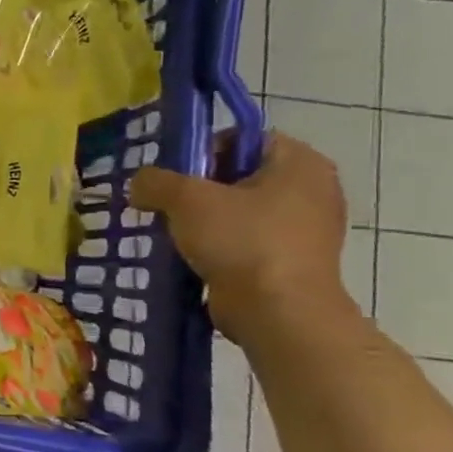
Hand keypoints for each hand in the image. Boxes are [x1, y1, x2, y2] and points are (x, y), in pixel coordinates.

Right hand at [128, 132, 352, 342]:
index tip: (175, 177)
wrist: (279, 312)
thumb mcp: (186, 199)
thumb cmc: (241, 241)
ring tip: (175, 233)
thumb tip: (140, 185)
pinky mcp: (293, 261)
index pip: (242, 138)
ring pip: (240, 211)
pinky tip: (194, 257)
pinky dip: (221, 246)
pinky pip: (247, 241)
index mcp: (300, 163)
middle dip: (199, 189)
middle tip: (168, 205)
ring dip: (205, 220)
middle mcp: (312, 189)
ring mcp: (307, 229)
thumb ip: (155, 181)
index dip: (202, 151)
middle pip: (238, 175)